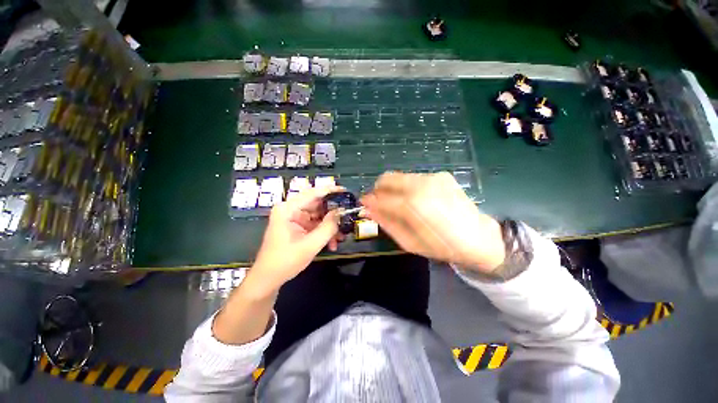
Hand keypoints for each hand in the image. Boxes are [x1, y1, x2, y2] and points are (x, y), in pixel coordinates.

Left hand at [249, 186, 343, 293]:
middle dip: (333, 213)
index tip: (345, 191)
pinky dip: (324, 232)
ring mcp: (294, 218)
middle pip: (317, 204)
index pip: (312, 194)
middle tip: (348, 215)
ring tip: (342, 236)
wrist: (268, 279)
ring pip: (318, 215)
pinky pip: (315, 224)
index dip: (330, 191)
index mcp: (288, 209)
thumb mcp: (310, 245)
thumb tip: (341, 212)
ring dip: (330, 225)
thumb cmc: (285, 261)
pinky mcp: (298, 226)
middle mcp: (290, 210)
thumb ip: (328, 227)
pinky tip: (332, 243)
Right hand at [360, 172, 505, 272]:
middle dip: (377, 190)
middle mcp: (421, 185)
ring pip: (399, 176)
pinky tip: (415, 200)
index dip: (369, 200)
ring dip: (392, 188)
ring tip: (397, 203)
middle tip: (378, 203)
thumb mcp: (409, 242)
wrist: (479, 237)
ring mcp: (433, 177)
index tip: (363, 204)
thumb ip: (387, 223)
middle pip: (387, 178)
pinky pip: (413, 178)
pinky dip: (406, 187)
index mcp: (413, 205)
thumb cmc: (442, 246)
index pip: (381, 198)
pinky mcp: (440, 175)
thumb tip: (369, 210)